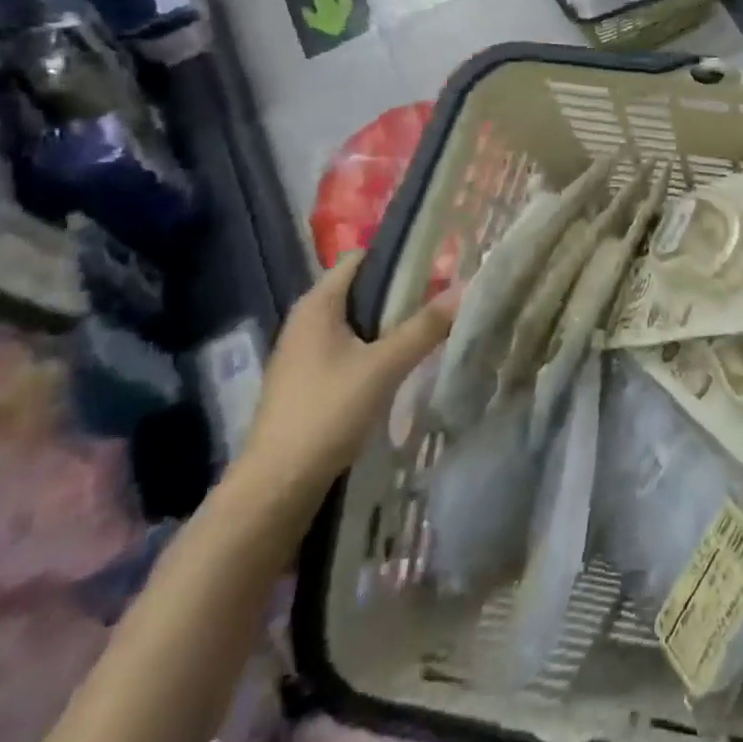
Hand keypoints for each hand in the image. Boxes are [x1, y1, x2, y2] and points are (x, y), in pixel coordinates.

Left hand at [232, 255, 458, 513]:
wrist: (277, 486)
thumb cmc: (327, 412)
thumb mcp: (384, 366)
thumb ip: (425, 327)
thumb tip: (466, 288)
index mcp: (317, 305)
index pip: (361, 258)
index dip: (399, 256)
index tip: (438, 262)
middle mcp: (307, 321)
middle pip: (361, 290)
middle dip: (402, 291)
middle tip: (445, 296)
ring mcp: (305, 353)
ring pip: (358, 322)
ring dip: (392, 322)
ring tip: (432, 326)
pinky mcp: (310, 381)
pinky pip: (351, 348)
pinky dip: (378, 347)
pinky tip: (403, 362)